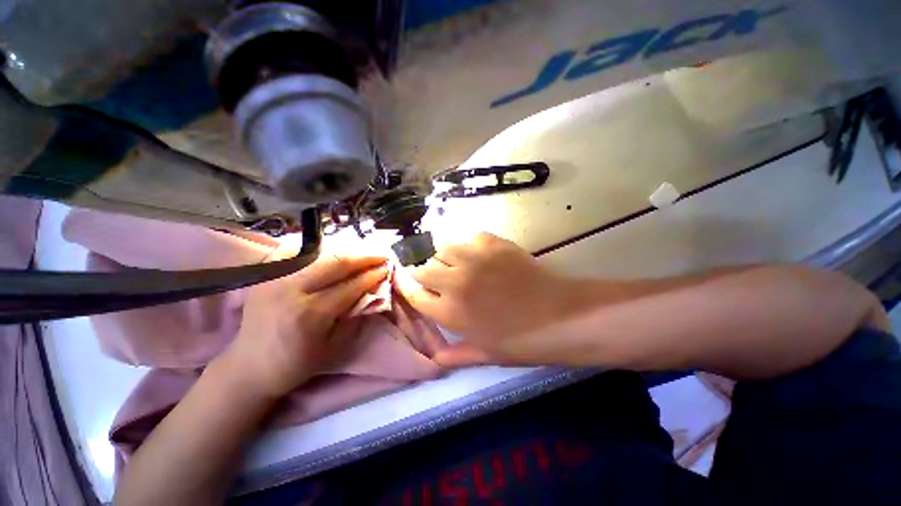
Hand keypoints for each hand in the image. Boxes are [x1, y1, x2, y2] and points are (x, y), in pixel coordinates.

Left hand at [218, 255, 387, 399]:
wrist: (250, 366)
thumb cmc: (297, 363)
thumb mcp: (335, 346)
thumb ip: (356, 315)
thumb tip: (374, 290)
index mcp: (311, 315)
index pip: (350, 286)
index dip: (372, 275)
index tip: (388, 267)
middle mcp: (291, 291)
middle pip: (336, 262)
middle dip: (364, 256)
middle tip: (382, 253)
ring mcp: (275, 278)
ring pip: (320, 253)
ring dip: (347, 250)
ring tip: (365, 251)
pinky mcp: (265, 274)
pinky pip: (296, 250)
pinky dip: (318, 248)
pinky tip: (334, 248)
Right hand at [395, 233, 586, 367]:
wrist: (561, 315)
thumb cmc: (524, 341)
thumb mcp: (487, 354)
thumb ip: (456, 355)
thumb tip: (435, 358)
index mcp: (451, 311)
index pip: (414, 295)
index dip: (407, 289)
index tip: (406, 284)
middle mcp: (456, 281)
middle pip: (424, 269)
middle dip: (424, 273)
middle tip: (435, 278)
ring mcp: (475, 259)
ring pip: (443, 248)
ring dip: (445, 257)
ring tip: (456, 264)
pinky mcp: (494, 244)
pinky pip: (470, 238)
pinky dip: (469, 245)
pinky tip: (478, 254)